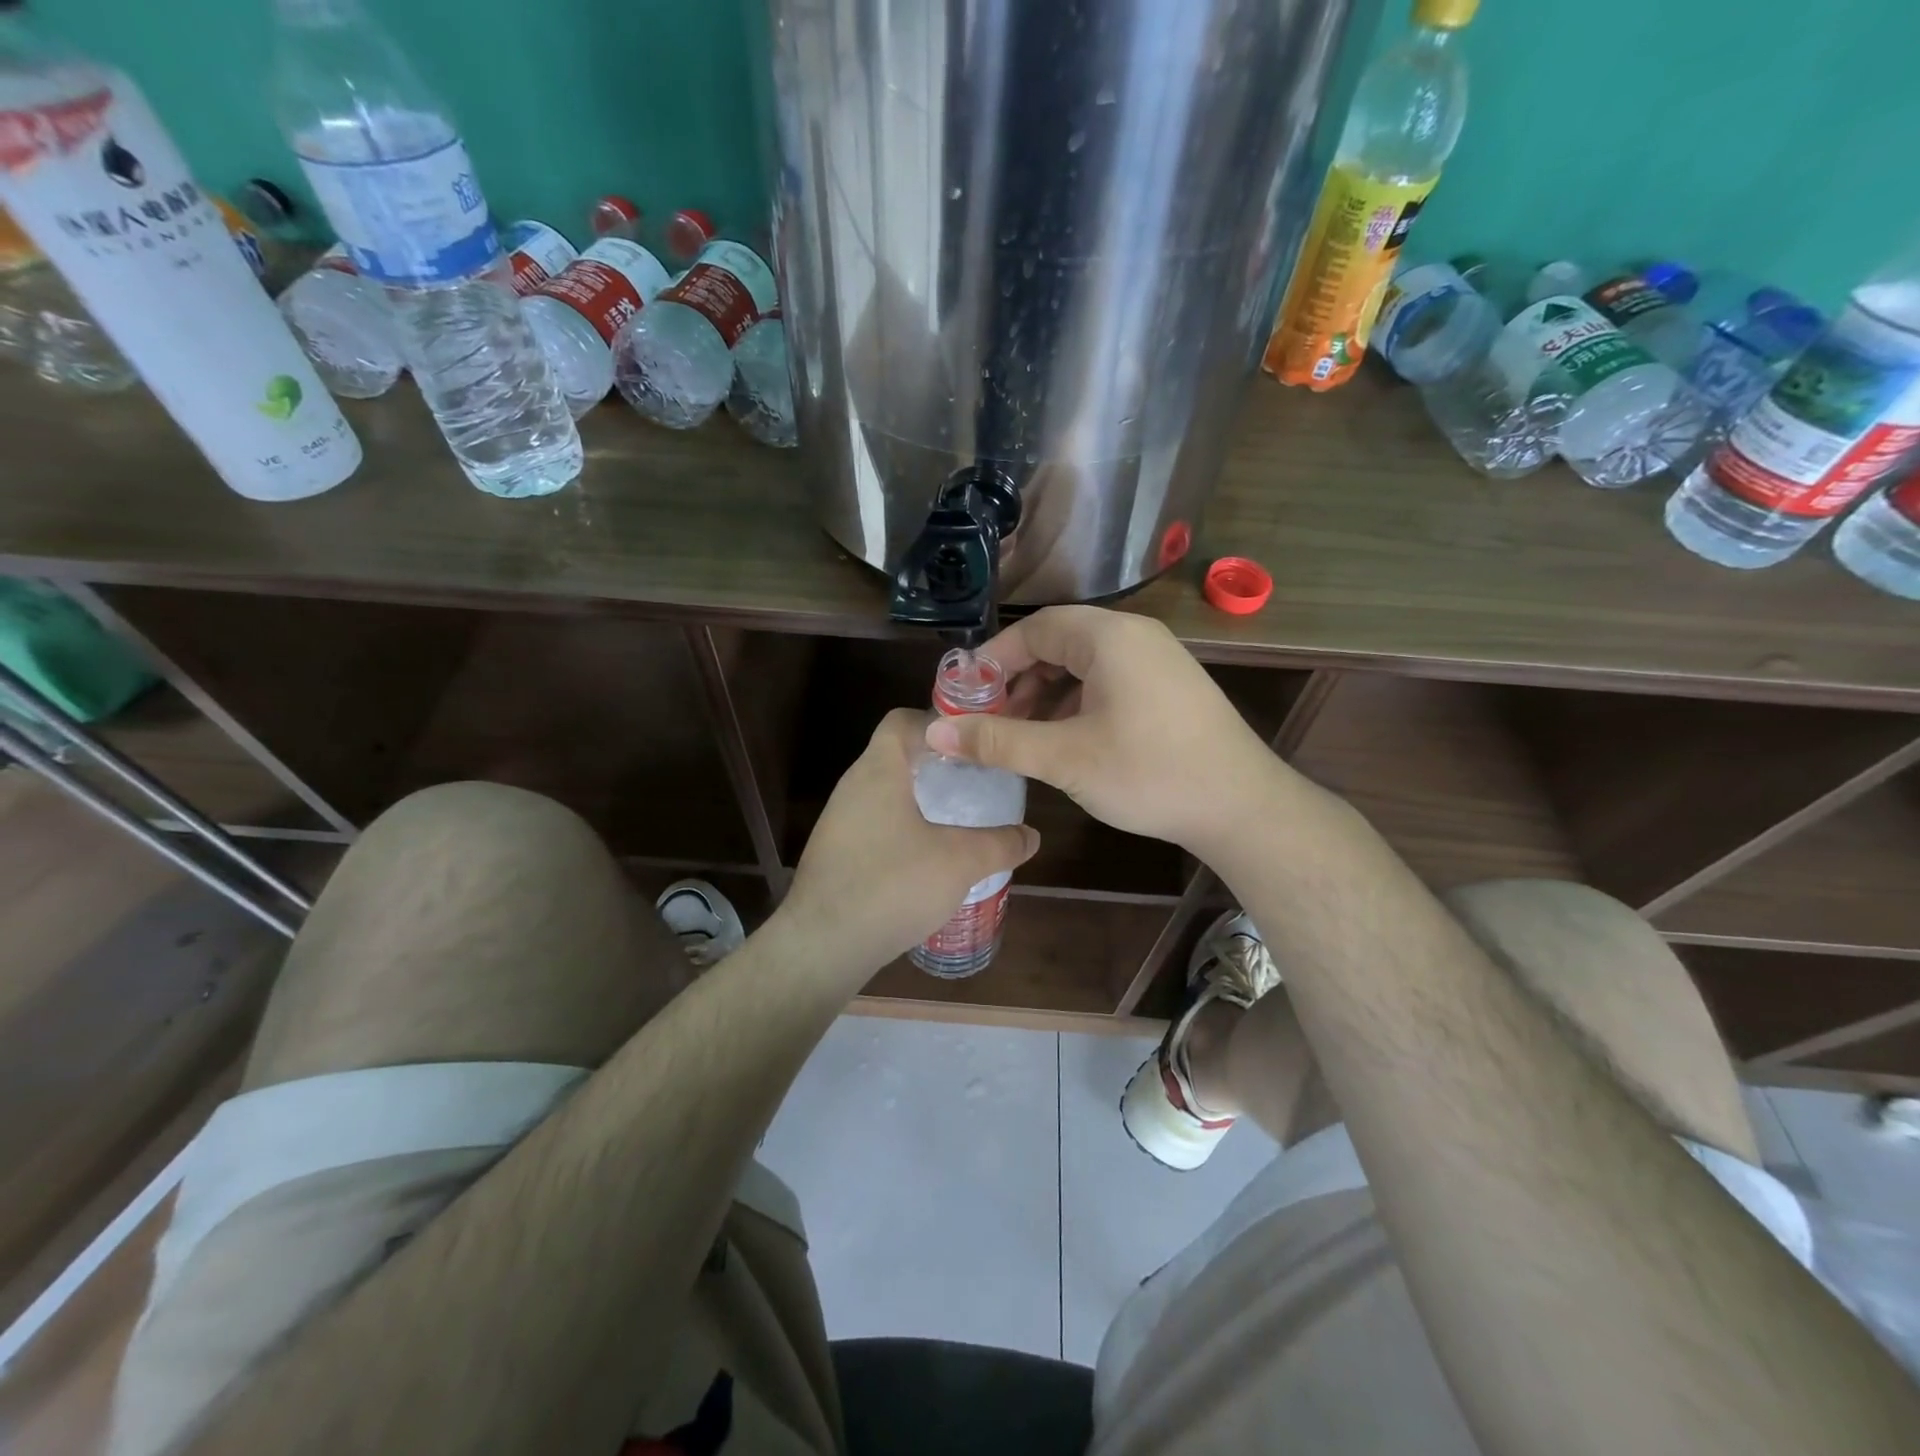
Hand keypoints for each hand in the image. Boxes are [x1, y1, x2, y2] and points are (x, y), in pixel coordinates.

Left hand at [780, 709, 1039, 977]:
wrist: (822, 947)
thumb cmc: (892, 886)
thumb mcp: (959, 863)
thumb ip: (1001, 845)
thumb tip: (1031, 836)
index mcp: (879, 771)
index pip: (902, 721)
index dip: (938, 722)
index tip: (972, 743)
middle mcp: (853, 787)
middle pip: (896, 756)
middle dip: (937, 765)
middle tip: (976, 782)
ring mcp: (839, 822)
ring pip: (886, 794)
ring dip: (920, 800)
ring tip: (959, 820)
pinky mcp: (835, 854)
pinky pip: (875, 825)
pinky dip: (903, 829)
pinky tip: (928, 860)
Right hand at [923, 606, 1282, 853]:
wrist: (1242, 807)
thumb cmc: (1148, 773)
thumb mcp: (1064, 757)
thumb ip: (997, 741)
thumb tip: (935, 732)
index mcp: (1108, 637)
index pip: (1034, 630)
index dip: (993, 660)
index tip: (965, 696)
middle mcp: (1135, 636)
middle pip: (1059, 643)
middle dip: (1018, 680)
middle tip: (990, 720)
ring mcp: (1158, 660)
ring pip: (1084, 665)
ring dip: (1046, 695)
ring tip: (1022, 736)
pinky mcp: (1169, 687)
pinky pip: (1109, 681)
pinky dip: (1077, 703)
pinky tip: (1065, 740)